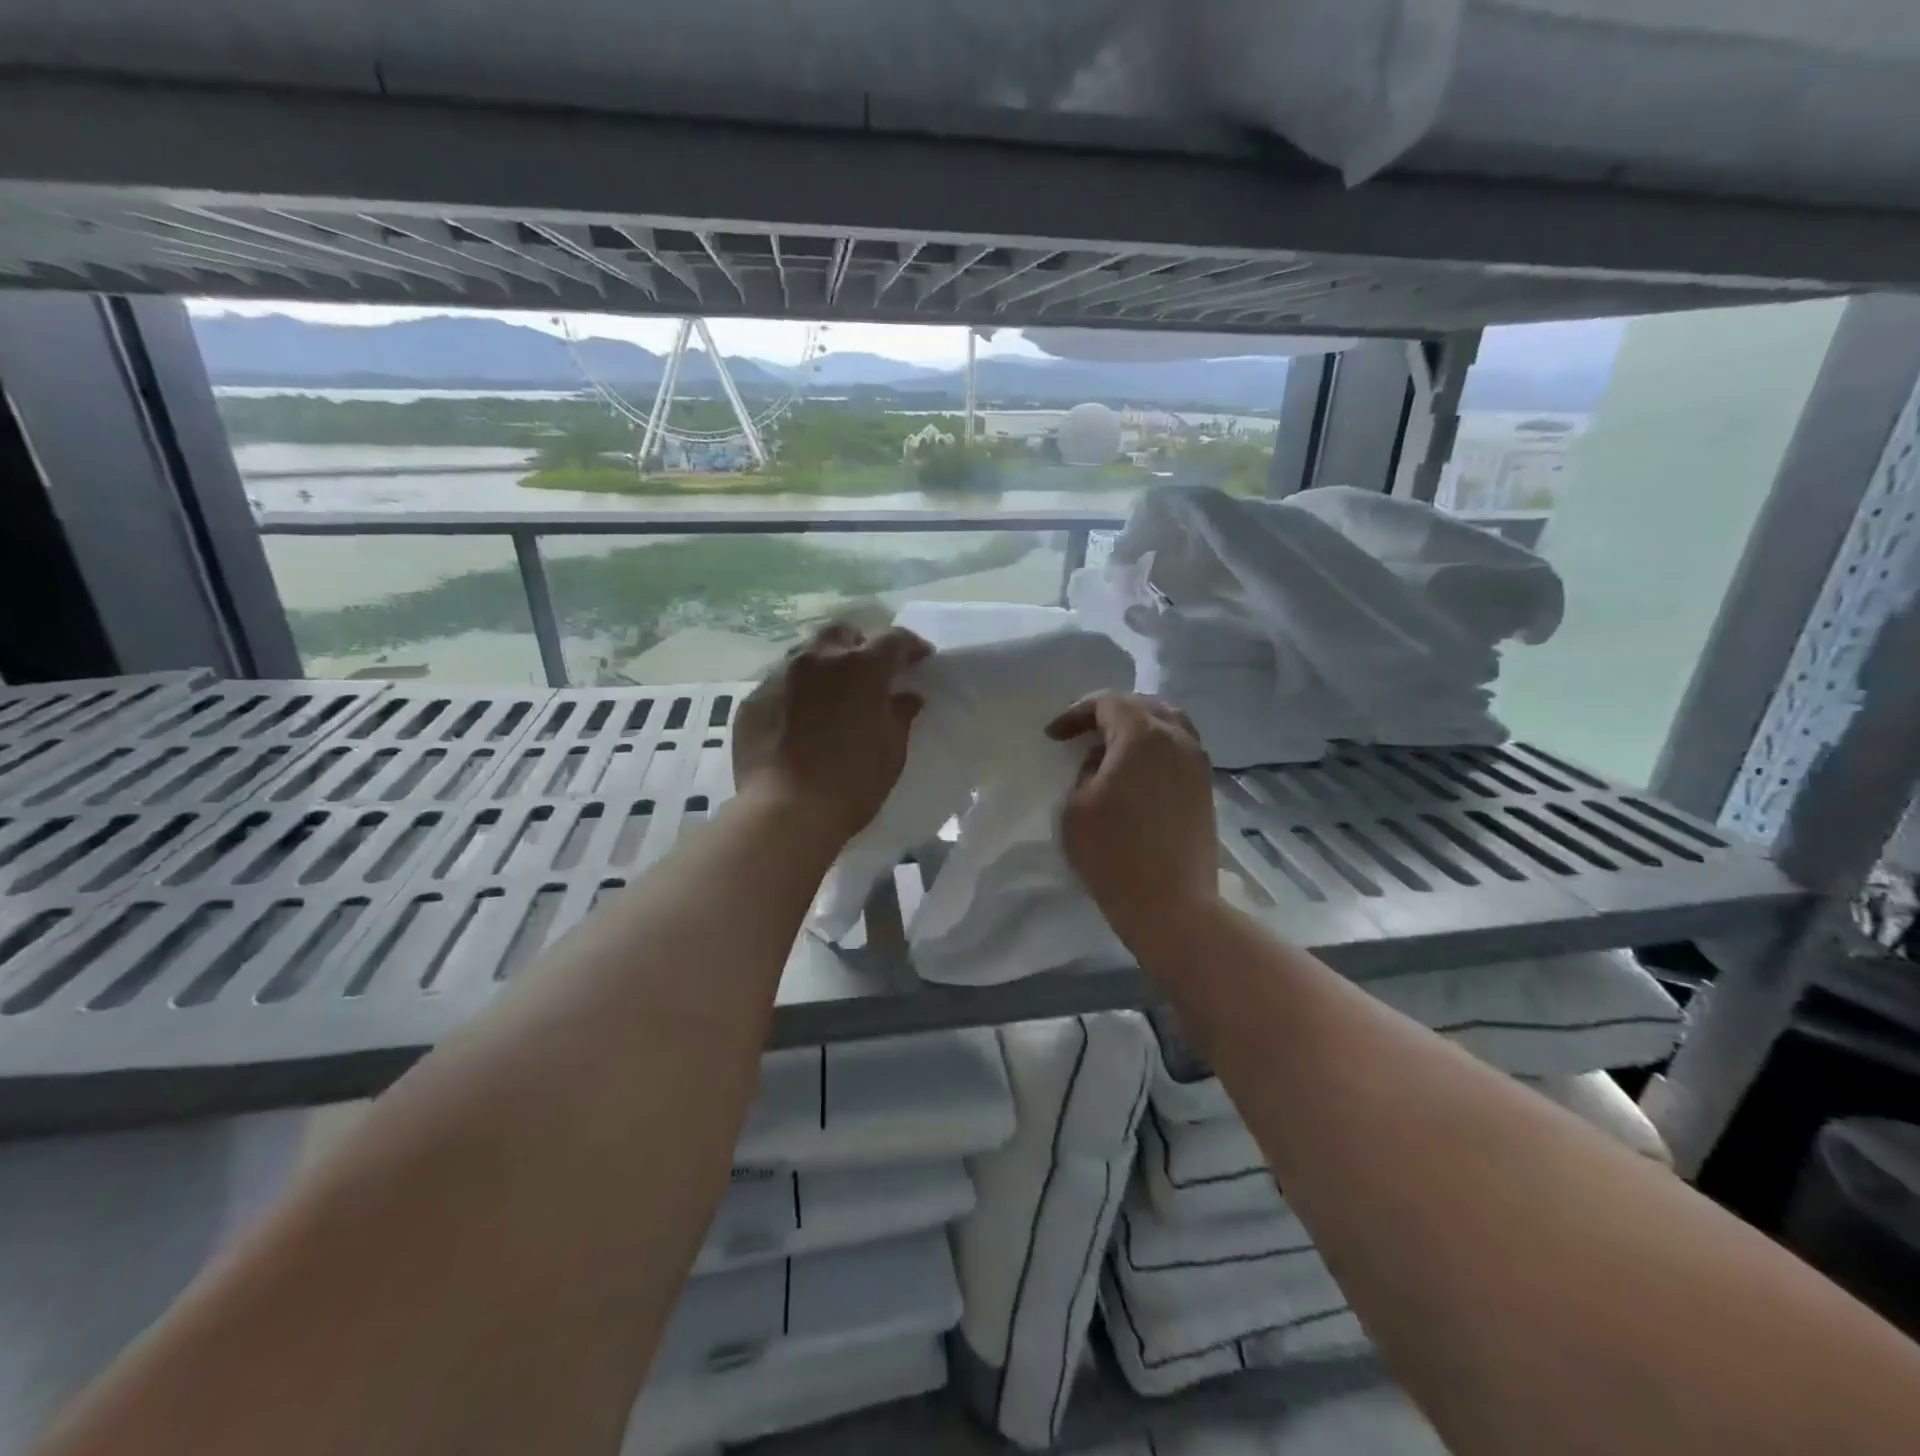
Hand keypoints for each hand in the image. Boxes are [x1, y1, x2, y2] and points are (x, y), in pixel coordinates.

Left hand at [732, 622, 930, 843]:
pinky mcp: (752, 700)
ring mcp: (779, 676)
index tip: (920, 660)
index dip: (911, 646)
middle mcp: (818, 659)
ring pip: (806, 655)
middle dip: (861, 645)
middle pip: (843, 634)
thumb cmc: (852, 782)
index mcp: (861, 667)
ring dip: (825, 666)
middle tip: (871, 672)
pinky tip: (800, 720)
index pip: (894, 640)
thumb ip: (900, 715)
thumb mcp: (891, 751)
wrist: (784, 811)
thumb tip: (906, 697)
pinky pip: (780, 684)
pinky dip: (797, 693)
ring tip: (832, 694)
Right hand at [1047, 693, 1221, 948]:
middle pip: (1143, 705)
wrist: (1171, 904)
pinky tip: (1136, 770)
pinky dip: (1155, 747)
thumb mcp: (1076, 805)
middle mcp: (1177, 739)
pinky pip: (1179, 748)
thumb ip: (1086, 770)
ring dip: (1137, 726)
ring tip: (1111, 747)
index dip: (1076, 713)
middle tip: (1082, 733)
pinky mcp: (1205, 787)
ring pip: (1168, 723)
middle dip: (1109, 712)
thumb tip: (1102, 760)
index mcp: (1143, 735)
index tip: (1054, 736)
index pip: (1108, 703)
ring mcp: (1197, 763)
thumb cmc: (1113, 853)